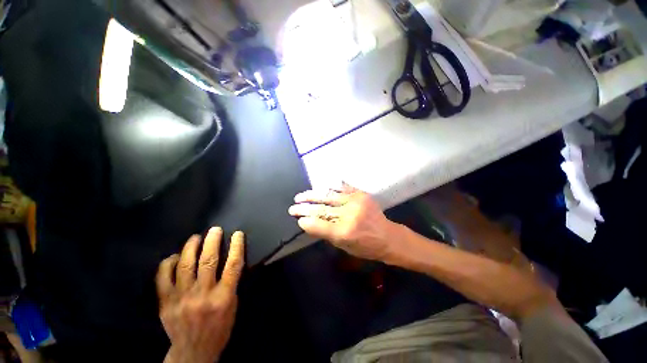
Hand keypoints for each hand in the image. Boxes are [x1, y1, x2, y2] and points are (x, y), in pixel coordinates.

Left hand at [156, 228, 244, 362]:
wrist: (193, 351)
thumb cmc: (219, 328)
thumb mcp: (233, 306)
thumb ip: (231, 283)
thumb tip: (229, 260)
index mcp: (223, 297)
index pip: (233, 265)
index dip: (237, 246)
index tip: (238, 234)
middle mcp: (203, 295)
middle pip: (208, 260)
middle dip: (212, 241)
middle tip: (215, 230)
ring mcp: (181, 298)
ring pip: (185, 265)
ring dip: (191, 247)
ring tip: (196, 237)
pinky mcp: (165, 303)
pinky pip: (163, 278)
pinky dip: (168, 263)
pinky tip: (175, 256)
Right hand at [288, 184, 399, 261]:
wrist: (388, 237)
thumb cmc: (366, 247)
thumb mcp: (344, 247)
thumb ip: (326, 233)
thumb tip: (308, 222)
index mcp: (345, 232)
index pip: (318, 224)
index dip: (305, 221)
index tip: (297, 219)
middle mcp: (349, 214)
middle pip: (321, 209)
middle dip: (304, 208)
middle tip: (293, 207)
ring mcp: (356, 201)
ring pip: (328, 196)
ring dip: (312, 195)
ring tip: (300, 196)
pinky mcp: (361, 194)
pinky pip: (341, 187)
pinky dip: (329, 187)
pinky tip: (319, 188)